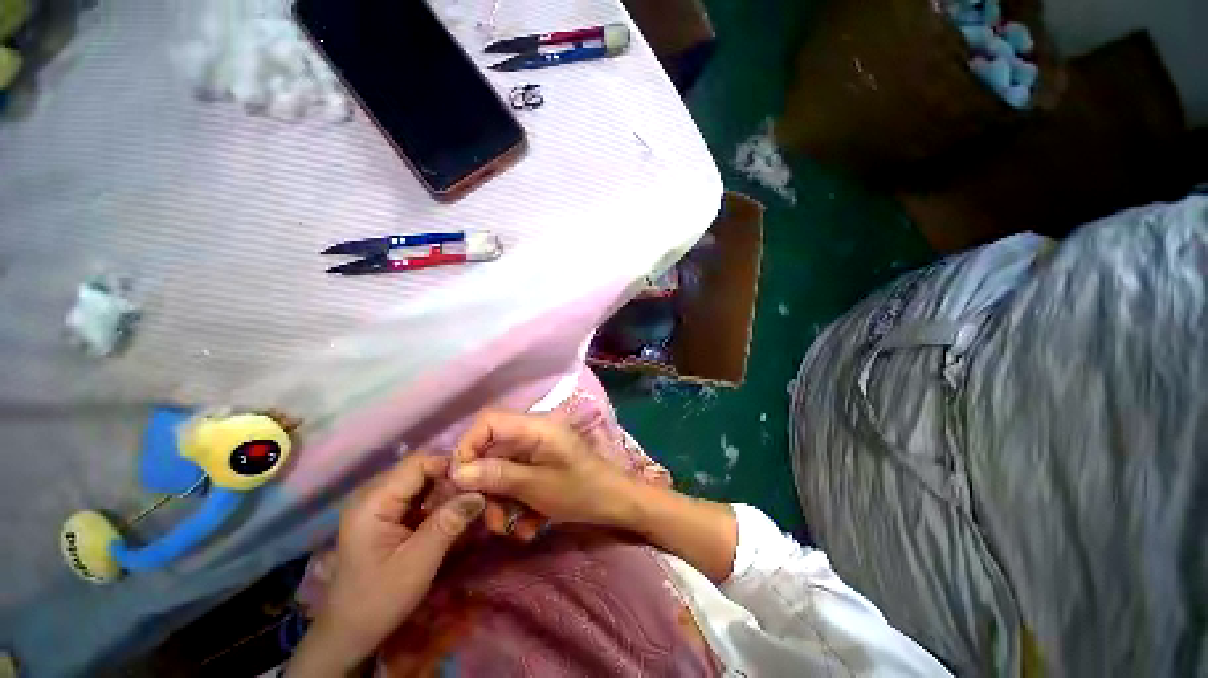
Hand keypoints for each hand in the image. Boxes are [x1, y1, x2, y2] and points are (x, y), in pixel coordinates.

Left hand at [288, 454, 485, 676]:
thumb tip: (480, 493)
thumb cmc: (380, 599)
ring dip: (445, 490)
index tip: (477, 480)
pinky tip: (451, 513)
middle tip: (476, 495)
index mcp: (373, 502)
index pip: (418, 463)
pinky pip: (416, 496)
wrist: (349, 633)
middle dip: (450, 478)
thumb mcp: (418, 563)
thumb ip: (448, 523)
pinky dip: (436, 501)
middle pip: (420, 469)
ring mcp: (377, 504)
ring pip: (421, 481)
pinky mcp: (384, 515)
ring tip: (468, 503)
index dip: (449, 465)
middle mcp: (372, 495)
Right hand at [449, 410, 640, 534]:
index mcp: (534, 427)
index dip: (468, 447)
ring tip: (511, 528)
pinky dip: (518, 500)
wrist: (615, 502)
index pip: (488, 421)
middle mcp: (533, 432)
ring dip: (502, 500)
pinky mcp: (542, 463)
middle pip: (492, 449)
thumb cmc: (580, 490)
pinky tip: (529, 525)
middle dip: (487, 486)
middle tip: (490, 519)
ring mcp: (538, 448)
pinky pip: (519, 477)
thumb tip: (458, 472)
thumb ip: (497, 476)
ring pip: (503, 468)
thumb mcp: (536, 487)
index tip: (461, 481)